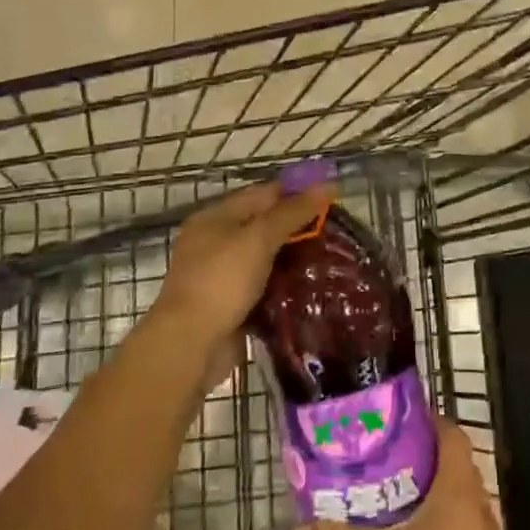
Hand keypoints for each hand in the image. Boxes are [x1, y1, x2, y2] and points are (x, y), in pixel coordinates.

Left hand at [152, 181, 333, 349]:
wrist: (191, 345)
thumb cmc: (222, 281)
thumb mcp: (259, 239)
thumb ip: (293, 212)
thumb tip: (327, 184)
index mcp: (215, 217)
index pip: (263, 194)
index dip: (297, 192)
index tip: (333, 198)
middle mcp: (216, 242)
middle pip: (264, 225)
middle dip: (299, 227)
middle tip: (338, 231)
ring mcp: (223, 276)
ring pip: (267, 258)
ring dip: (295, 258)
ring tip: (333, 257)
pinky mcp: (232, 304)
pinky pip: (265, 287)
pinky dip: (286, 286)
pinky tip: (313, 287)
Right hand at [294, 420, 521, 529]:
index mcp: (459, 493)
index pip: (452, 435)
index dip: (429, 422)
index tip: (399, 424)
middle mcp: (482, 510)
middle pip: (456, 469)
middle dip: (423, 464)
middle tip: (386, 465)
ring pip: (463, 506)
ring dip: (435, 501)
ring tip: (396, 506)